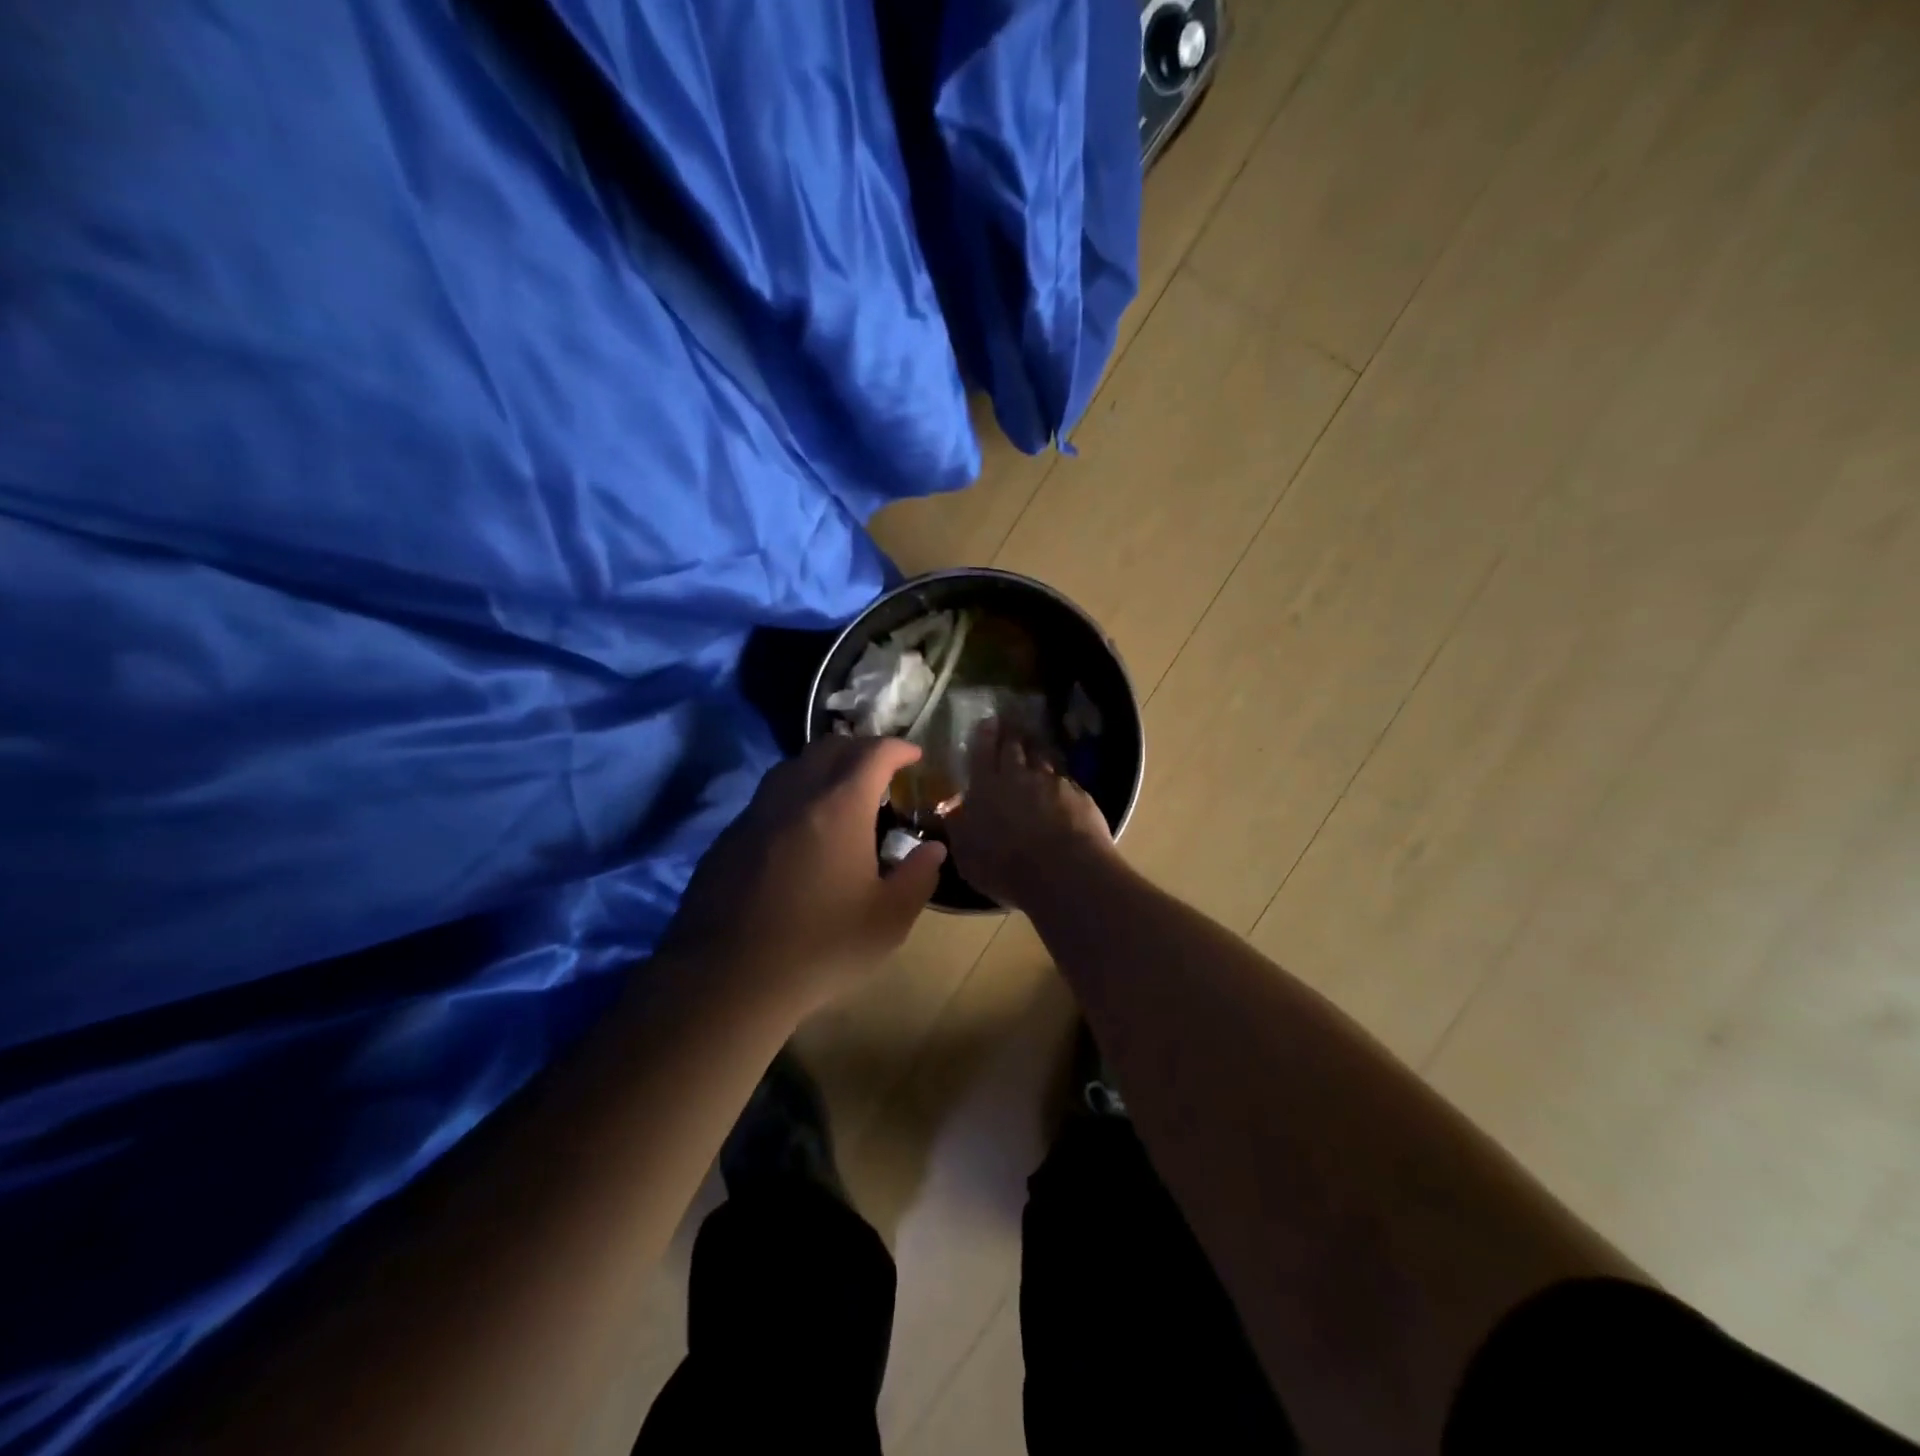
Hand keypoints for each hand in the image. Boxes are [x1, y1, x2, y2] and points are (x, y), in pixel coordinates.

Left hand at [663, 736, 946, 1014]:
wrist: (726, 980)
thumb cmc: (820, 947)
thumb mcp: (888, 920)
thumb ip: (918, 877)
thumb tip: (933, 849)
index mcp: (840, 806)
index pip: (873, 753)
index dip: (898, 747)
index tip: (915, 756)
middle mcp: (795, 795)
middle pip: (829, 748)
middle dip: (861, 749)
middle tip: (882, 770)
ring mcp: (755, 814)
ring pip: (793, 767)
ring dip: (823, 767)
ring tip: (841, 793)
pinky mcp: (728, 838)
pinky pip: (768, 798)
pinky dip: (794, 796)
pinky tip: (800, 832)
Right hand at [946, 722, 1113, 910]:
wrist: (1063, 872)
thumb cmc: (1005, 868)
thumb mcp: (968, 856)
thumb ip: (960, 831)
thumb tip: (953, 814)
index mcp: (986, 788)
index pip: (982, 752)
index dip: (985, 735)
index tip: (988, 721)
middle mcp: (1018, 777)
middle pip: (1014, 747)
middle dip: (1011, 735)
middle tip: (1011, 726)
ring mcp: (1052, 783)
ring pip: (1042, 759)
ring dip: (1036, 753)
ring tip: (1035, 750)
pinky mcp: (1079, 795)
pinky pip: (1066, 781)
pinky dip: (1060, 781)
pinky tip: (1062, 788)